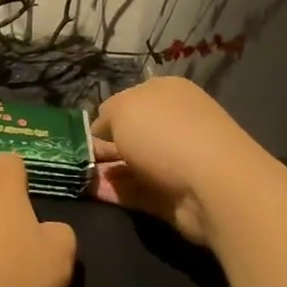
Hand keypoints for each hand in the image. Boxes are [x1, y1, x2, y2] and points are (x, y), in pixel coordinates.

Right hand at [90, 76, 260, 246]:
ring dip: (105, 171)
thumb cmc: (164, 133)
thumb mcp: (122, 108)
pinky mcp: (173, 194)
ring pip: (131, 164)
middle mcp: (173, 123)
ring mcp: (176, 160)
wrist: (213, 185)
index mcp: (166, 92)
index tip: (81, 134)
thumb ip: (105, 116)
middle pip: (129, 134)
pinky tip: (90, 192)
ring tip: (76, 176)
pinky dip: (115, 192)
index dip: (103, 116)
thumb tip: (102, 131)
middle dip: (102, 146)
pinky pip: (136, 191)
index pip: (127, 101)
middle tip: (74, 158)